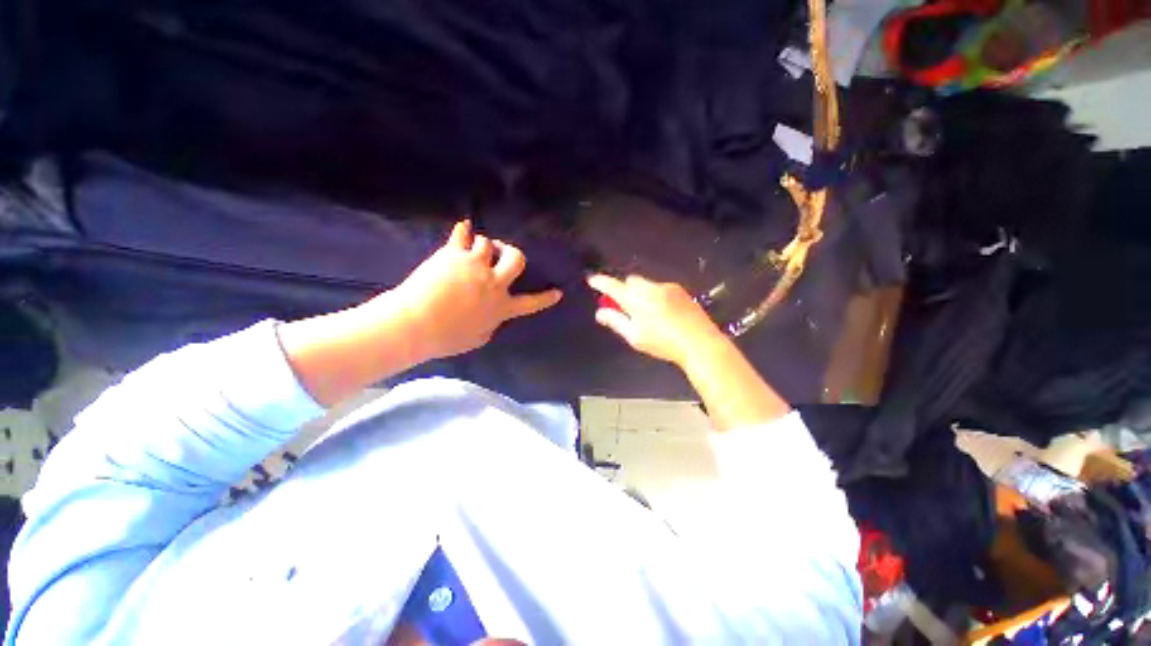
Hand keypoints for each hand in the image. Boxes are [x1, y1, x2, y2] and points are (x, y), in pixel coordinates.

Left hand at [388, 220, 562, 360]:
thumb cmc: (445, 338)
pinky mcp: (453, 255)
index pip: (531, 302)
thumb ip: (492, 325)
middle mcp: (493, 283)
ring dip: (484, 244)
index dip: (546, 298)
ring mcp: (474, 266)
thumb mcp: (478, 339)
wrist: (415, 324)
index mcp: (501, 307)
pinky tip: (464, 227)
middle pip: (516, 259)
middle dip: (513, 253)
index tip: (558, 292)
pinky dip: (463, 230)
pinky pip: (461, 235)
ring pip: (487, 243)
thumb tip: (494, 317)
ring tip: (475, 248)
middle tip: (504, 253)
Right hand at [587, 274, 726, 366]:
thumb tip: (599, 313)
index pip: (613, 286)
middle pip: (630, 281)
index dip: (601, 282)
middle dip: (624, 289)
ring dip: (640, 293)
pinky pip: (660, 287)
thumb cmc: (663, 343)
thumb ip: (615, 322)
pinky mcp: (680, 290)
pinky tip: (663, 312)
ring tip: (647, 314)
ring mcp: (667, 288)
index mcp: (637, 300)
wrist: (699, 343)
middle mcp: (651, 288)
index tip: (592, 279)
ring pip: (646, 284)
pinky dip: (655, 295)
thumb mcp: (635, 337)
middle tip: (624, 306)